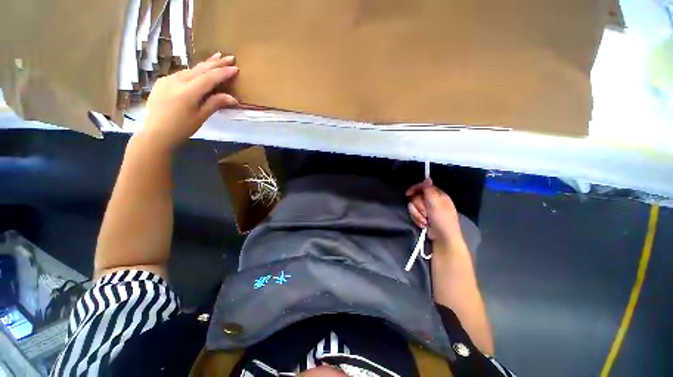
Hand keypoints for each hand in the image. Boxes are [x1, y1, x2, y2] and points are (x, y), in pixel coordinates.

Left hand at [139, 52, 238, 150]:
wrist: (155, 133)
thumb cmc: (181, 128)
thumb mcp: (201, 117)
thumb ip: (215, 103)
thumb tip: (233, 98)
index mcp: (187, 92)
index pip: (209, 78)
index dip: (223, 72)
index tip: (235, 68)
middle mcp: (176, 81)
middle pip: (200, 69)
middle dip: (215, 62)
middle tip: (229, 57)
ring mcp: (167, 80)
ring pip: (190, 69)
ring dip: (205, 65)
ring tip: (216, 59)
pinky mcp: (162, 82)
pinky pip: (181, 74)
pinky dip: (193, 71)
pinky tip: (198, 72)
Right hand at [406, 179, 462, 247]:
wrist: (442, 238)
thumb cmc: (442, 219)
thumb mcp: (436, 203)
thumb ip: (429, 190)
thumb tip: (427, 177)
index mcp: (438, 195)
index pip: (423, 186)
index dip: (415, 189)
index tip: (408, 193)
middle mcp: (431, 200)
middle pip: (416, 197)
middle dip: (418, 206)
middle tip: (425, 213)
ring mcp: (426, 209)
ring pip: (413, 206)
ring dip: (418, 214)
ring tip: (425, 221)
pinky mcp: (422, 217)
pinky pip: (413, 214)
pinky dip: (417, 219)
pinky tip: (424, 224)